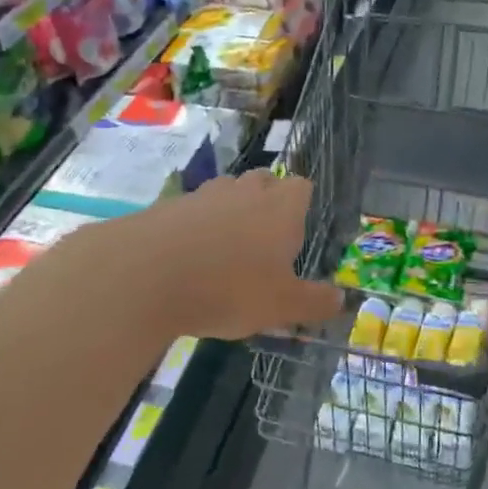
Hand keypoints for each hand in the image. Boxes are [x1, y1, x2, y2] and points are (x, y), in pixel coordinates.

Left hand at [86, 170, 341, 340]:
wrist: (146, 274)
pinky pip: (193, 210)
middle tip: (265, 242)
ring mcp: (204, 194)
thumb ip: (314, 303)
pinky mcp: (169, 206)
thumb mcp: (281, 307)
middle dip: (268, 203)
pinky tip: (189, 259)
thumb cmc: (229, 288)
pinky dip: (196, 227)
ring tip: (226, 251)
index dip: (302, 206)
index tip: (297, 234)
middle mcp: (245, 191)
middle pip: (264, 181)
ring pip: (227, 192)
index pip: (302, 187)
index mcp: (281, 208)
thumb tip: (341, 299)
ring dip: (231, 213)